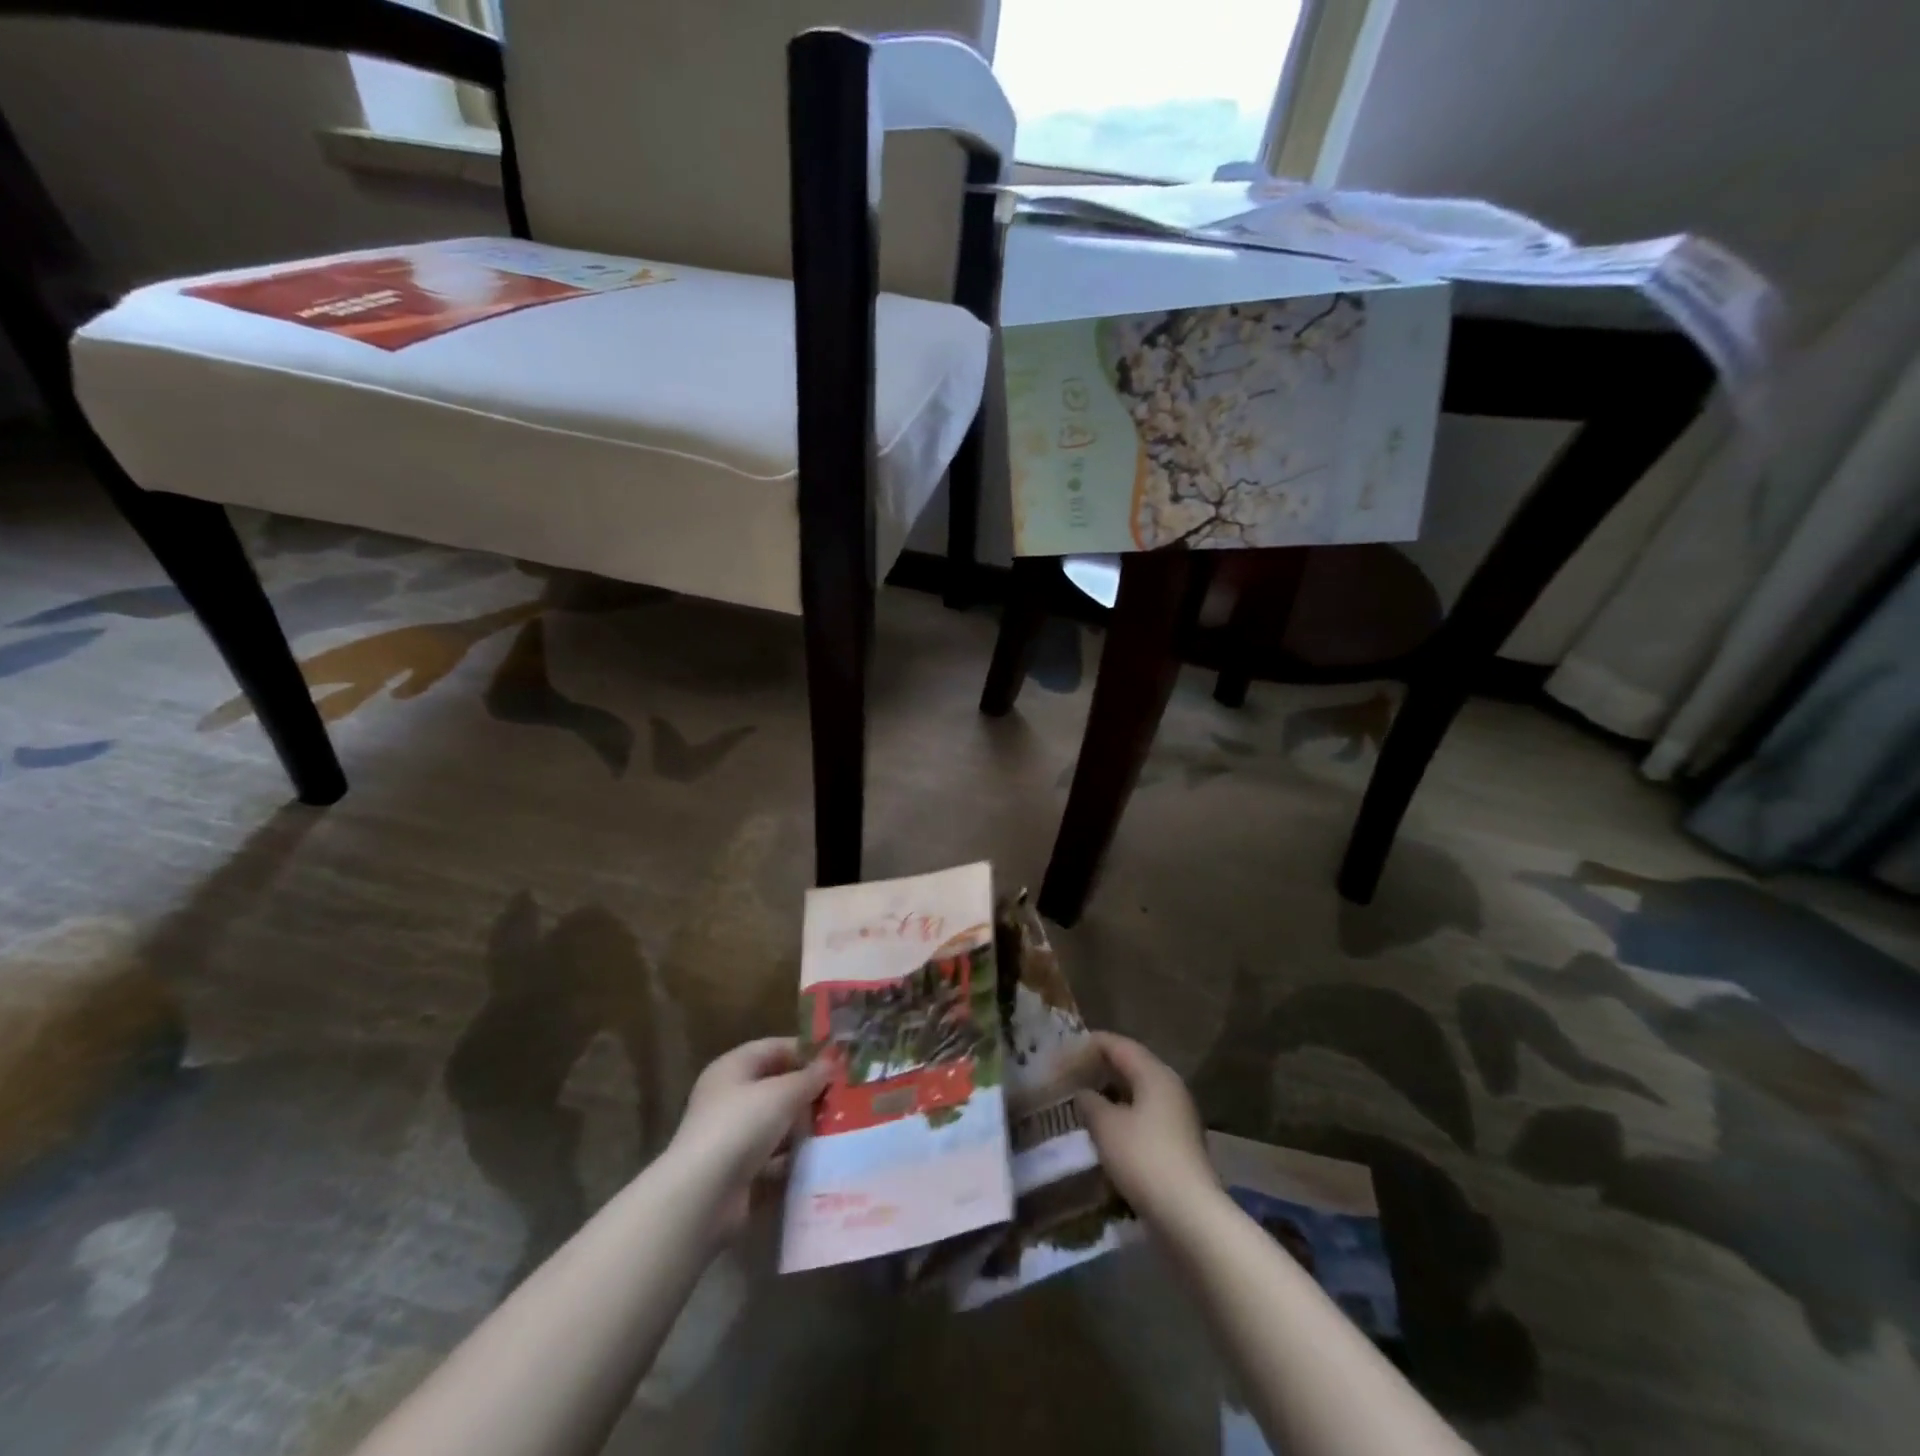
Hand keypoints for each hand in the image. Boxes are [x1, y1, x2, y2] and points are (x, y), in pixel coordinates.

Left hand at [667, 1037, 828, 1237]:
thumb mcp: (782, 1093)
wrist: (703, 1196)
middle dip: (809, 1092)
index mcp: (733, 1068)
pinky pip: (773, 1157)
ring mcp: (732, 1136)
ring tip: (840, 1127)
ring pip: (777, 1123)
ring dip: (804, 1127)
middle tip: (845, 1096)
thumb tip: (833, 1062)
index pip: (775, 1048)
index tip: (838, 1061)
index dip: (806, 1051)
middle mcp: (729, 1097)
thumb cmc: (741, 1126)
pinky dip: (793, 1158)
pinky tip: (820, 1159)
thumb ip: (810, 1077)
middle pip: (776, 1086)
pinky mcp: (738, 1171)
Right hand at [1074, 1032, 1216, 1222]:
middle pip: (1131, 1065)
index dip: (1088, 1044)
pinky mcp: (1178, 1143)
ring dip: (1110, 1094)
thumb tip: (1084, 1093)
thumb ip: (1090, 1102)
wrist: (1189, 1216)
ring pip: (1138, 1092)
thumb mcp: (1106, 1126)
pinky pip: (1145, 1115)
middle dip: (1099, 1068)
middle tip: (1070, 1075)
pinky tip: (1105, 1130)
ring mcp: (1178, 1116)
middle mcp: (1170, 1087)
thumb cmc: (1144, 1159)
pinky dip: (1123, 1115)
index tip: (1063, 1052)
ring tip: (1082, 1101)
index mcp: (1154, 1073)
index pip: (1117, 1045)